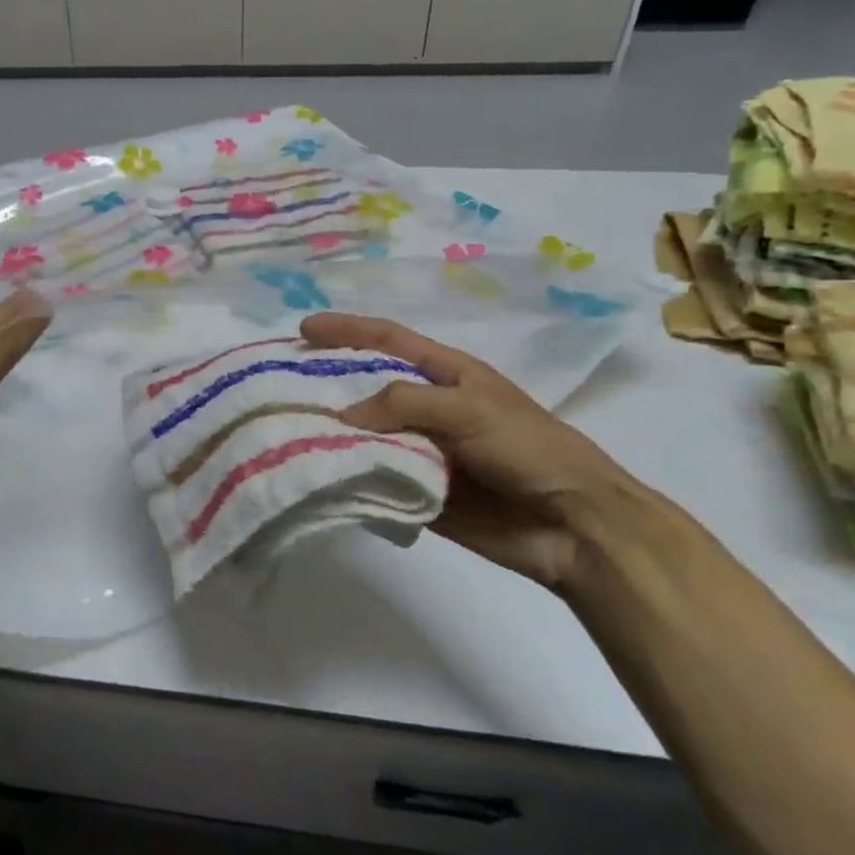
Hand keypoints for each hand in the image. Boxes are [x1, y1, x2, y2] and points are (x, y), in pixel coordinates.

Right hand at [299, 313, 655, 590]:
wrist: (571, 525)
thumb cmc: (527, 448)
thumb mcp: (468, 408)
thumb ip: (404, 403)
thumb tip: (343, 417)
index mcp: (445, 374)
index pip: (387, 340)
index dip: (347, 330)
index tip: (303, 330)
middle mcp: (427, 407)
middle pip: (367, 387)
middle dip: (327, 382)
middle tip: (282, 385)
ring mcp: (421, 450)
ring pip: (365, 435)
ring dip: (332, 433)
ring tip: (286, 430)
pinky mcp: (417, 491)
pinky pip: (374, 477)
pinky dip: (348, 476)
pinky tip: (315, 474)